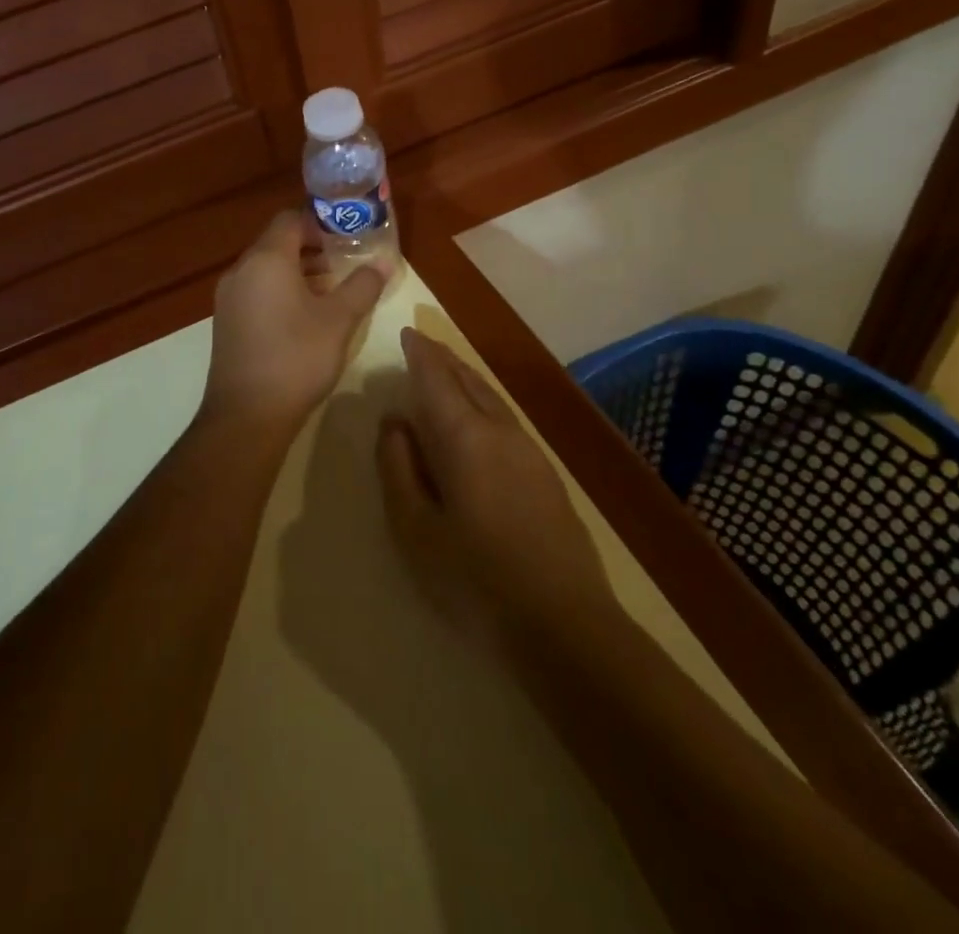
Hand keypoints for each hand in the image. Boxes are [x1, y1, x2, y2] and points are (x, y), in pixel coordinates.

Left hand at [198, 210, 389, 437]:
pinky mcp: (226, 322)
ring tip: (331, 290)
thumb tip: (383, 263)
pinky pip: (256, 291)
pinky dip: (280, 291)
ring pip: (266, 269)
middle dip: (312, 248)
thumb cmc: (296, 358)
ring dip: (298, 271)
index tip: (347, 237)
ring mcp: (228, 298)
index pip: (290, 219)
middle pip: (276, 243)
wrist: (246, 415)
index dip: (319, 222)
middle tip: (345, 262)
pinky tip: (305, 316)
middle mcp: (241, 270)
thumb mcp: (339, 320)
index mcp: (265, 260)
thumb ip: (362, 286)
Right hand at [376, 328, 618, 655]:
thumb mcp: (414, 528)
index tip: (407, 334)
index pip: (436, 379)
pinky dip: (483, 402)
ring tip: (448, 371)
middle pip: (468, 380)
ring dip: (466, 379)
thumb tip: (394, 421)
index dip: (420, 354)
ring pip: (491, 398)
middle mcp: (500, 431)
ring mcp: (530, 451)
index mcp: (464, 437)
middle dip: (444, 359)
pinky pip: (506, 418)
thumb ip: (398, 467)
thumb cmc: (474, 578)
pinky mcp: (547, 474)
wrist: (564, 625)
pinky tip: (479, 418)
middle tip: (423, 345)